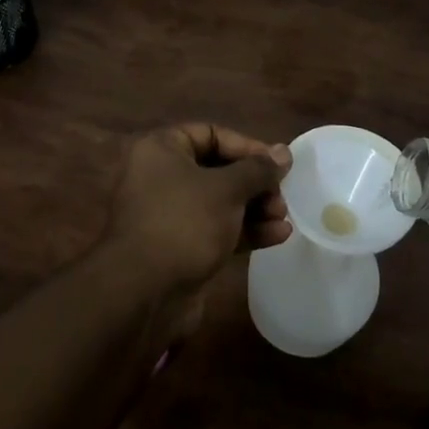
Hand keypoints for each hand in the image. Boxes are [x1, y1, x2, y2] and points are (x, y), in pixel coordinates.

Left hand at [103, 123, 292, 296]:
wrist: (143, 293)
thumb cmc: (184, 222)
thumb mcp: (227, 189)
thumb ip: (258, 169)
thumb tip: (284, 152)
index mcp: (162, 150)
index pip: (211, 134)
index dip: (247, 147)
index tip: (277, 164)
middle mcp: (161, 177)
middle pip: (218, 170)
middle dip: (254, 183)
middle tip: (281, 196)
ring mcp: (169, 215)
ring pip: (219, 202)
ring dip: (254, 208)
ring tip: (283, 217)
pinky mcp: (179, 247)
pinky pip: (216, 230)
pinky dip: (244, 230)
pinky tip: (277, 236)